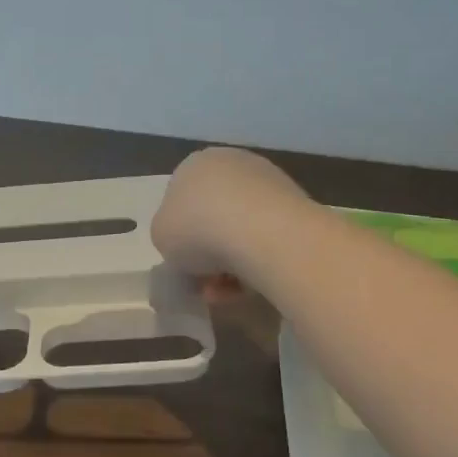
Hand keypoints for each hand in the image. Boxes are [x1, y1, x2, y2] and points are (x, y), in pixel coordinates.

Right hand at [152, 147, 309, 276]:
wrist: (262, 233)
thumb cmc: (198, 229)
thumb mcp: (160, 236)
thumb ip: (169, 236)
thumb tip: (189, 246)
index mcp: (194, 164)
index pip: (181, 200)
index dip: (180, 236)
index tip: (185, 264)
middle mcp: (232, 164)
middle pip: (214, 216)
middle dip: (210, 252)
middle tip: (208, 283)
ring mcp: (268, 181)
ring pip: (243, 229)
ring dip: (234, 262)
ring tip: (231, 292)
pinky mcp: (297, 203)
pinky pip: (269, 238)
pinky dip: (260, 261)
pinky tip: (254, 285)